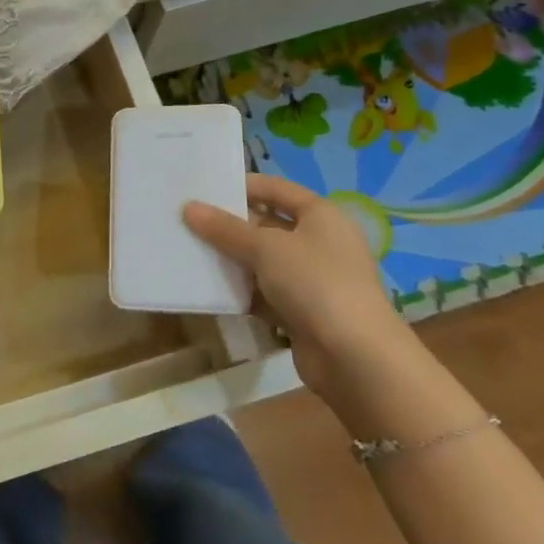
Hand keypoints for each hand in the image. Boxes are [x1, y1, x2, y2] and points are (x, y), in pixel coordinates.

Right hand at [184, 174, 411, 399]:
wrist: (355, 358)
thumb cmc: (315, 283)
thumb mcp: (265, 248)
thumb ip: (225, 229)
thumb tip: (189, 207)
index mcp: (321, 216)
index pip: (277, 189)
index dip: (244, 185)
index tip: (205, 188)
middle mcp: (319, 243)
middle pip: (268, 225)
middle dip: (231, 225)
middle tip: (189, 220)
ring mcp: (312, 280)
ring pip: (263, 262)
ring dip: (232, 259)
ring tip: (190, 250)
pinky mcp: (302, 312)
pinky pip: (264, 293)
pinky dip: (241, 291)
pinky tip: (209, 289)